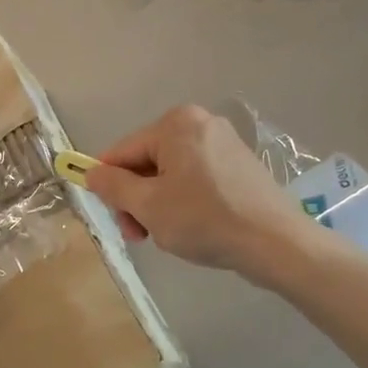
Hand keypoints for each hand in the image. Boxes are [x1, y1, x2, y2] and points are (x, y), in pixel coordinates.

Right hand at [84, 105, 311, 277]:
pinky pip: (196, 180)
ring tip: (167, 236)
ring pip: (171, 175)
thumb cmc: (204, 219)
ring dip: (159, 205)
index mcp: (176, 123)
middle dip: (137, 199)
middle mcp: (201, 123)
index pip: (123, 152)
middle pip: (147, 163)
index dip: (109, 185)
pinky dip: (185, 203)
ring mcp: (224, 144)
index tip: (113, 217)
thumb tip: (91, 173)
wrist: (277, 244)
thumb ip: (113, 186)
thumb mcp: (147, 205)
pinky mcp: (240, 166)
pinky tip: (193, 229)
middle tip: (139, 235)